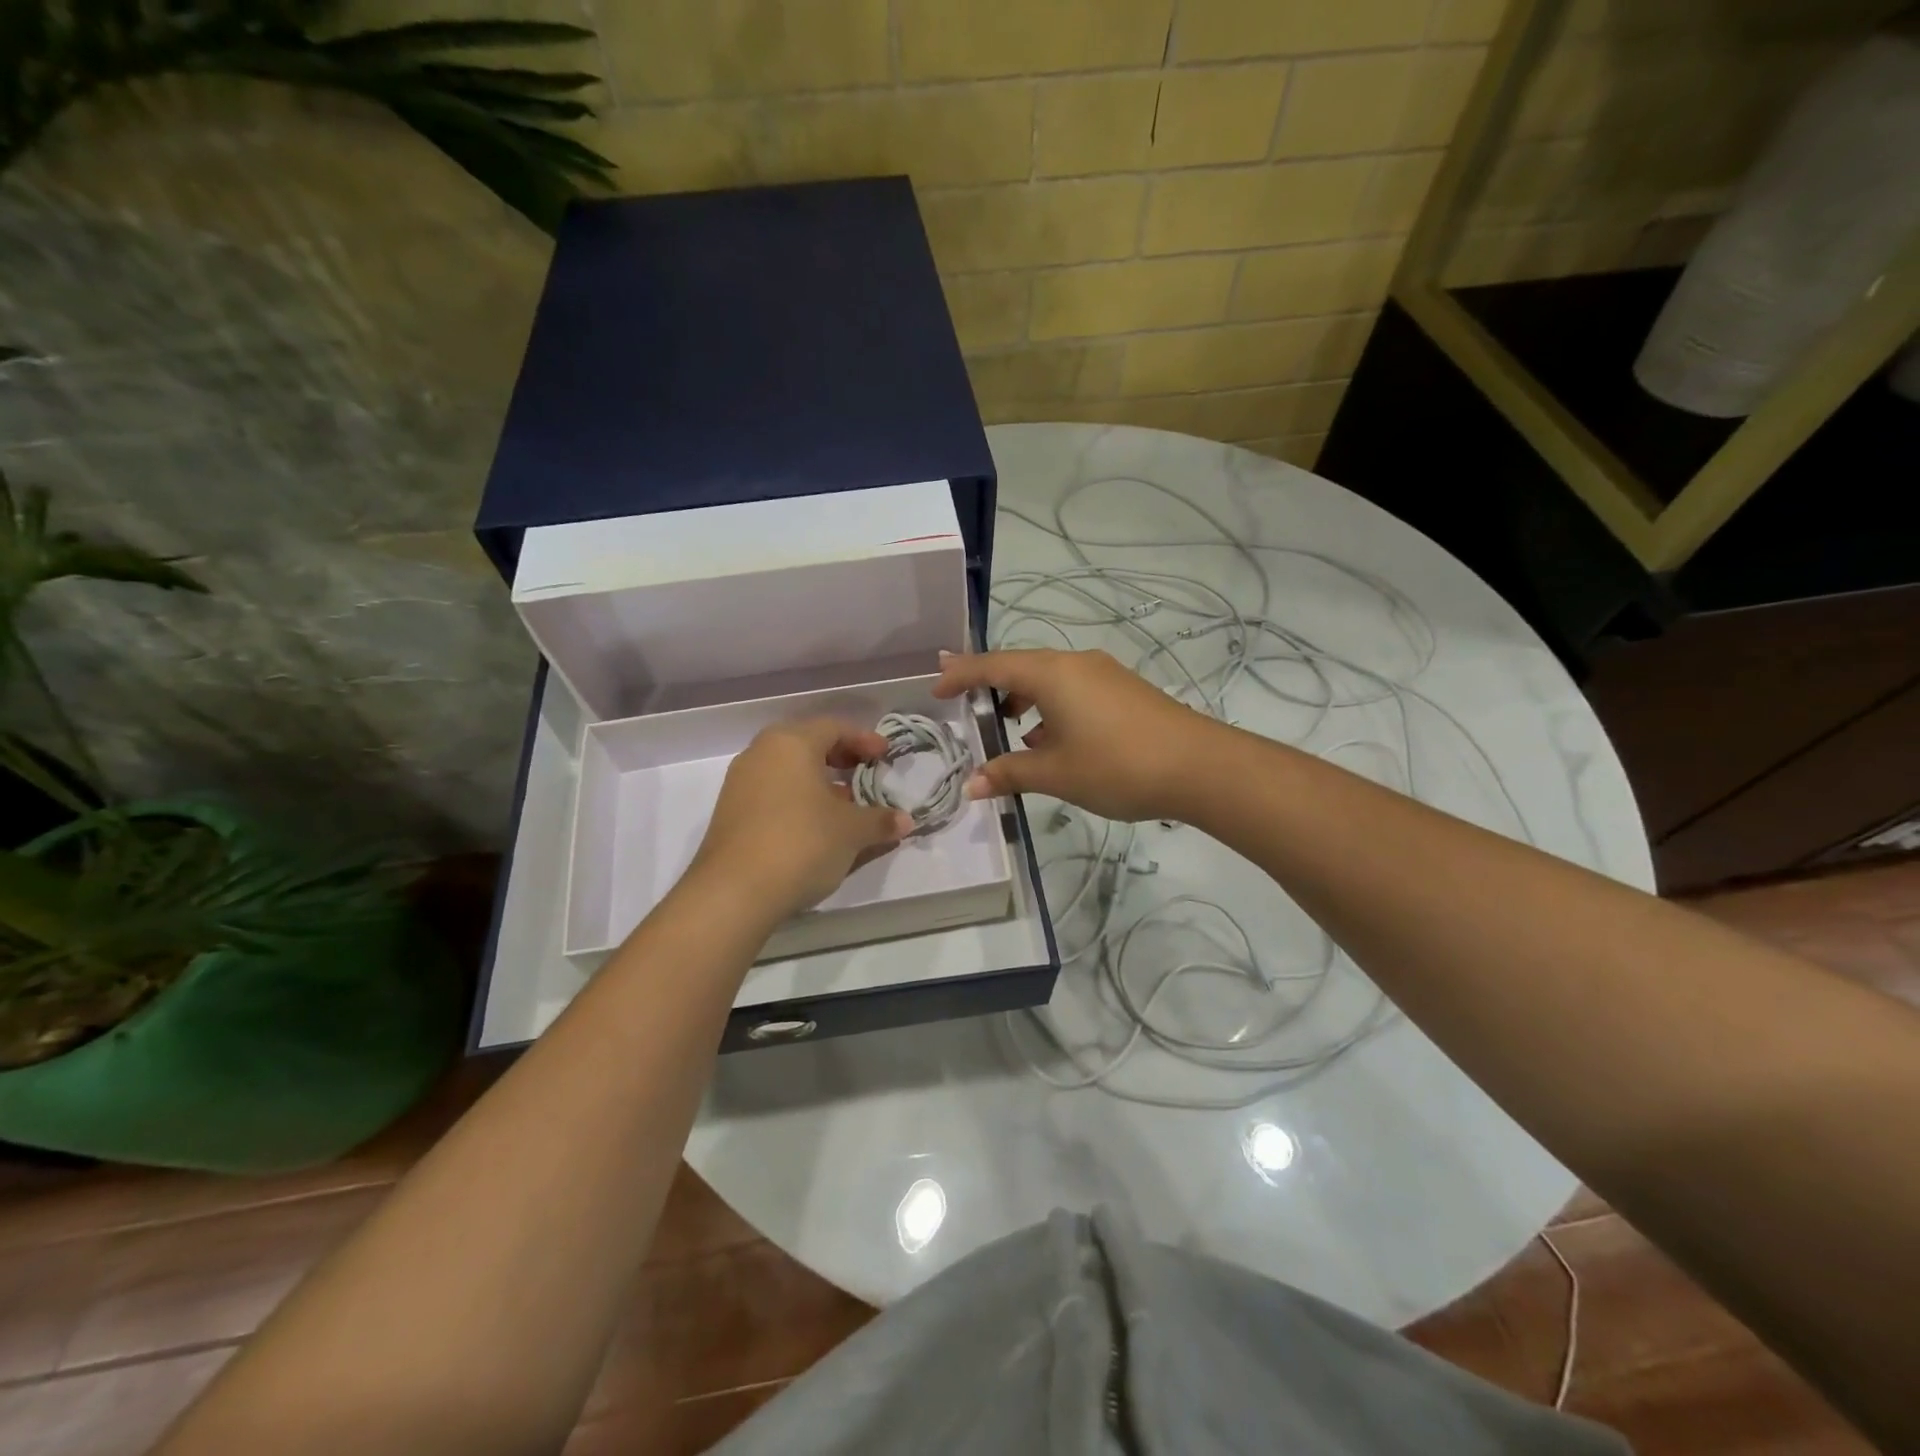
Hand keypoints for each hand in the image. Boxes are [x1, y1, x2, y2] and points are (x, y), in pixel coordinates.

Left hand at [689, 719, 912, 923]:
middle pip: (807, 744)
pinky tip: (816, 826)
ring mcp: (740, 783)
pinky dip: (798, 800)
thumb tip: (905, 821)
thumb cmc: (801, 843)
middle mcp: (761, 754)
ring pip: (788, 770)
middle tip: (865, 774)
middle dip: (840, 758)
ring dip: (819, 782)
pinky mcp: (731, 813)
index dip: (864, 739)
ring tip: (846, 806)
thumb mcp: (852, 831)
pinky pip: (773, 793)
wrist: (734, 892)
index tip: (885, 756)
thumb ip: (880, 820)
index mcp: (791, 743)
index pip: (834, 727)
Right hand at [932, 649, 1218, 822]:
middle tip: (964, 698)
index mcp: (1052, 674)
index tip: (935, 687)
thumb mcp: (1056, 774)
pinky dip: (1052, 707)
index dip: (960, 674)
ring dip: (1024, 698)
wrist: (1199, 766)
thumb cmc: (1117, 765)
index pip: (993, 665)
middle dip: (991, 683)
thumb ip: (1010, 774)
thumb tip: (972, 785)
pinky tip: (1052, 740)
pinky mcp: (1124, 690)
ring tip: (1009, 729)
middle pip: (1021, 666)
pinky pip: (1073, 689)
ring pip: (1050, 679)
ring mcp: (1104, 674)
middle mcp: (1076, 663)